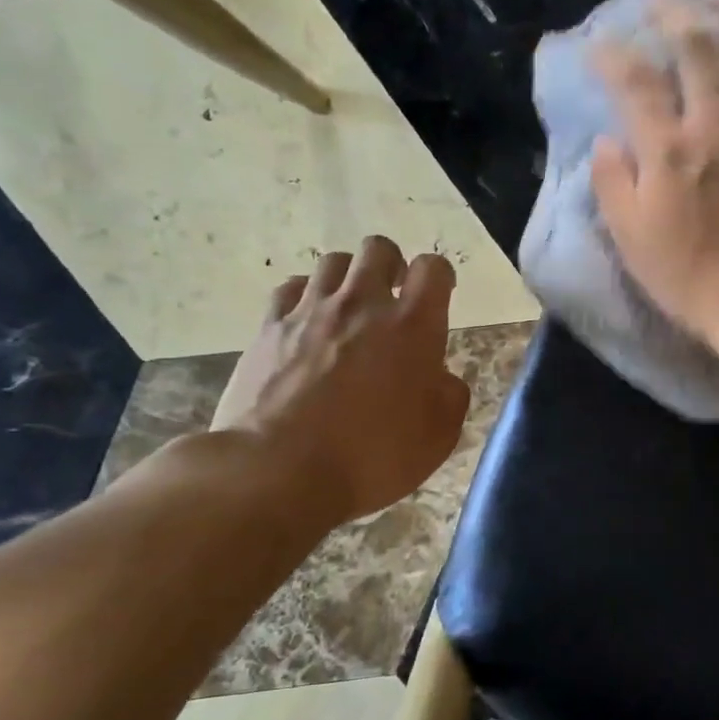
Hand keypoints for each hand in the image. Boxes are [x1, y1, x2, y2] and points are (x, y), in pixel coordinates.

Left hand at [212, 237, 469, 524]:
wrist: (281, 470)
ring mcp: (311, 311)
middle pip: (379, 249)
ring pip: (332, 261)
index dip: (439, 276)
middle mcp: (362, 304)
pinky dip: (304, 296)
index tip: (439, 294)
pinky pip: (290, 289)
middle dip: (391, 265)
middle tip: (392, 297)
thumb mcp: (438, 437)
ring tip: (348, 307)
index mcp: (412, 326)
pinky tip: (306, 321)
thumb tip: (441, 377)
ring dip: (348, 278)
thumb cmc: (372, 457)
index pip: (432, 269)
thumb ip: (450, 395)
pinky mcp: (269, 327)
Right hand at [590, 0, 718, 352]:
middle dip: (677, 12)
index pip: (636, 84)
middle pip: (698, 51)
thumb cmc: (690, 280)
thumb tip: (607, 141)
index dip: (613, 56)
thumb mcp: (631, 241)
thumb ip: (613, 185)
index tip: (599, 44)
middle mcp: (717, 127)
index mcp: (669, 152)